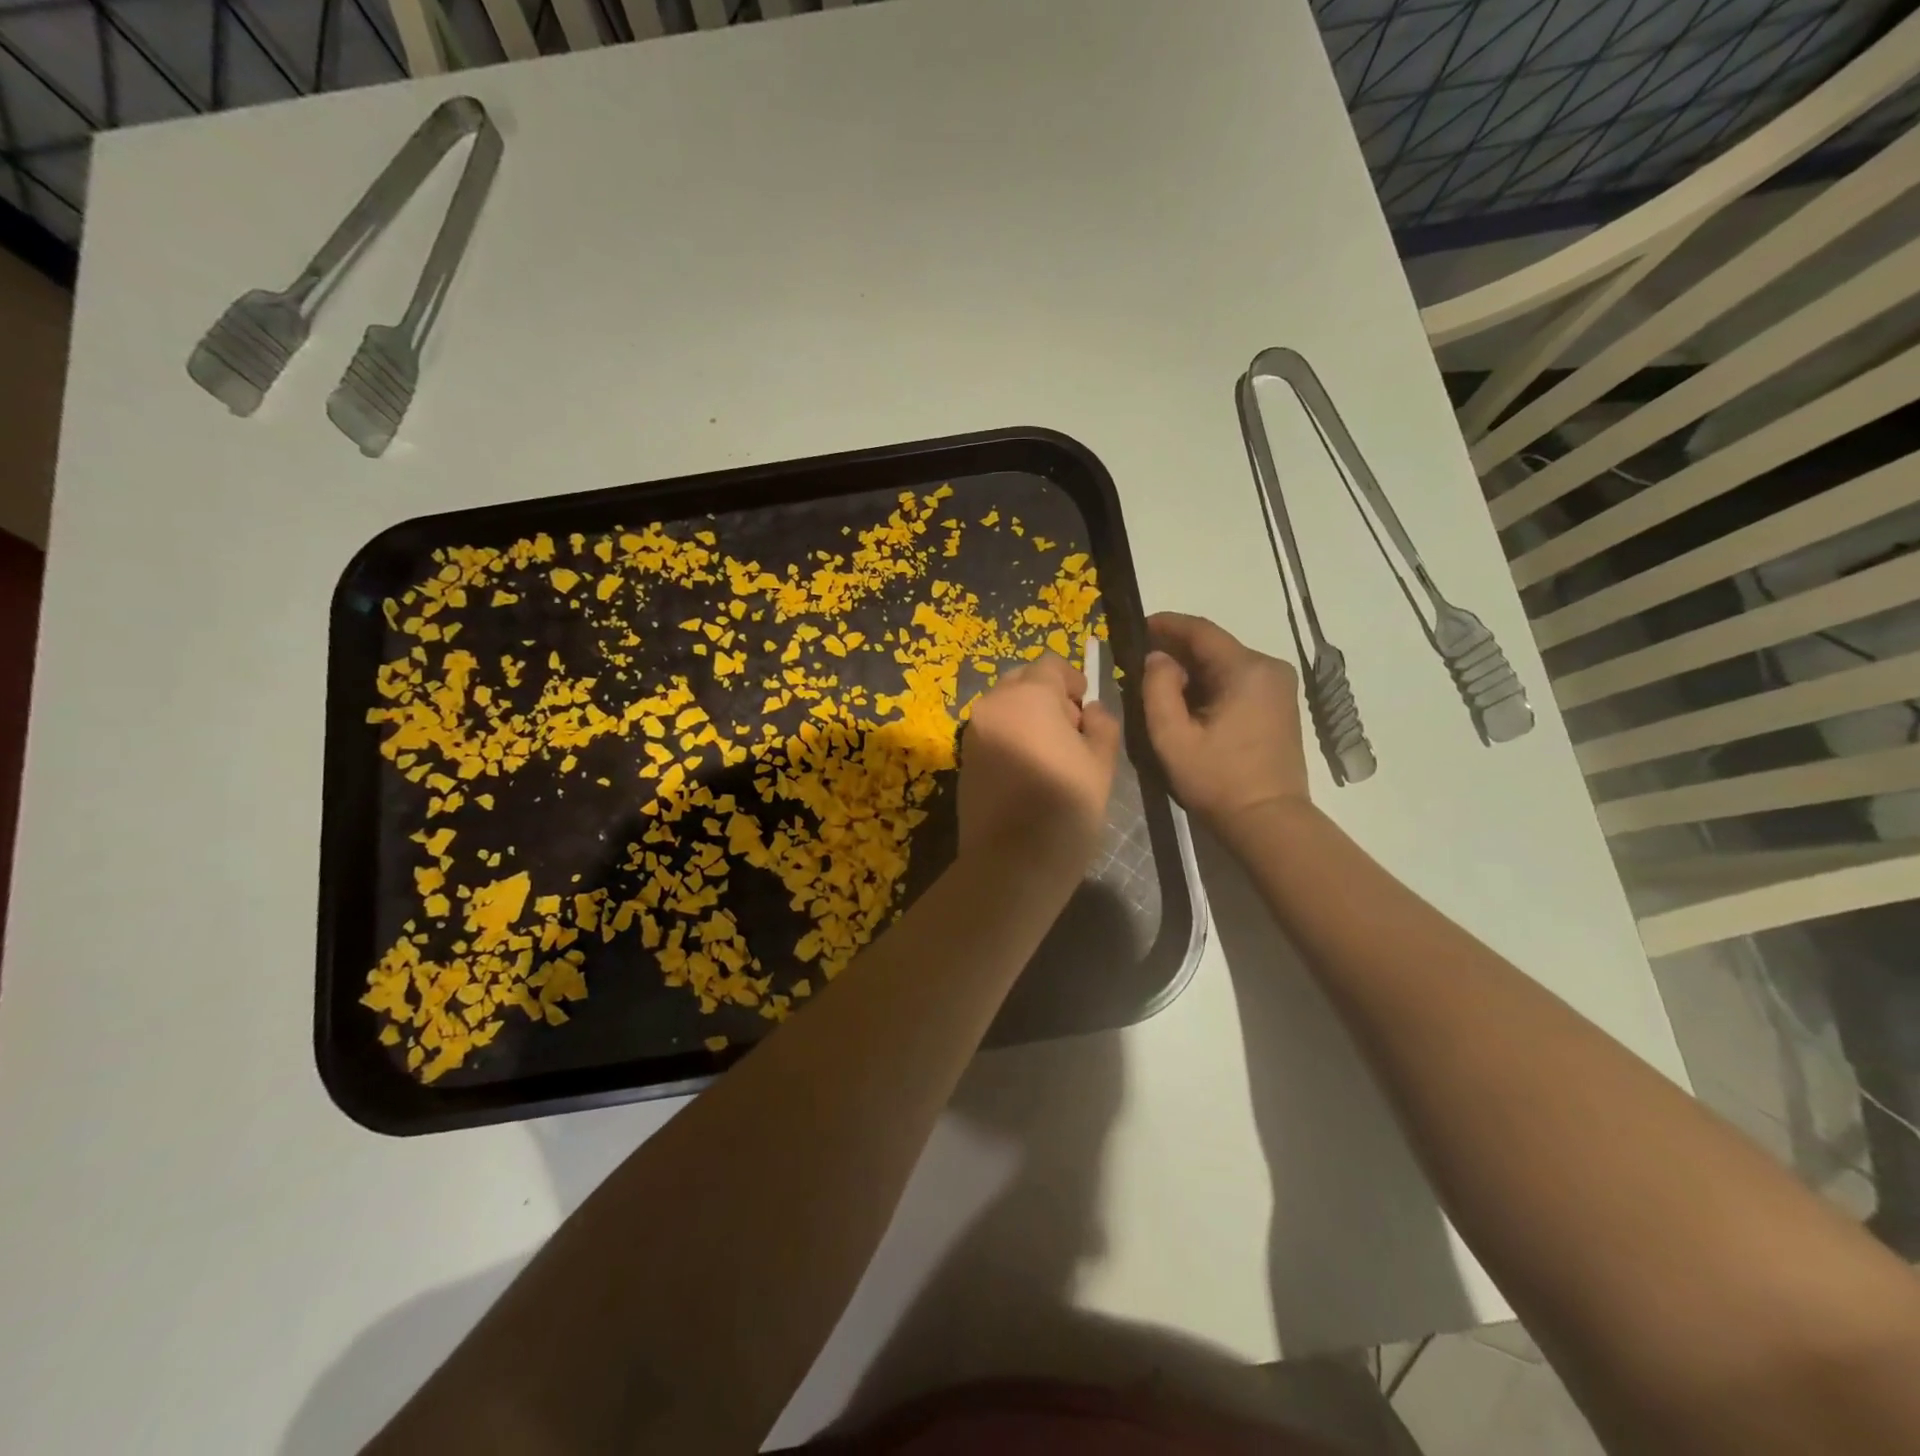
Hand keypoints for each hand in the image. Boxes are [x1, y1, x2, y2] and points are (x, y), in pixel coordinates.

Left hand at [959, 654, 1120, 881]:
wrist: (1012, 861)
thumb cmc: (1066, 806)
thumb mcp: (1101, 763)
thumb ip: (1101, 725)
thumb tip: (1090, 711)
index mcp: (1029, 696)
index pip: (1050, 664)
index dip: (1072, 680)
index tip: (1085, 706)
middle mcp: (993, 705)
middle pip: (1022, 681)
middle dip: (1047, 695)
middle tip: (1070, 730)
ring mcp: (973, 732)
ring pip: (1004, 707)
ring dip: (1027, 716)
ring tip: (1050, 754)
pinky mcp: (963, 759)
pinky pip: (991, 733)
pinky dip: (1010, 737)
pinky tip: (1028, 771)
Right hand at [1142, 612, 1308, 834]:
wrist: (1268, 820)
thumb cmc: (1216, 779)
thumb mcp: (1172, 736)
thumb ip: (1157, 688)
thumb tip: (1158, 658)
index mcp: (1246, 669)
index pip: (1200, 631)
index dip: (1166, 624)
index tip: (1137, 625)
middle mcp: (1269, 668)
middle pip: (1214, 646)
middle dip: (1177, 649)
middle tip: (1141, 660)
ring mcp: (1279, 686)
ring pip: (1225, 663)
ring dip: (1192, 668)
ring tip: (1159, 682)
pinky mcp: (1280, 704)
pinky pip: (1238, 680)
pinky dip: (1211, 683)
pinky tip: (1189, 700)